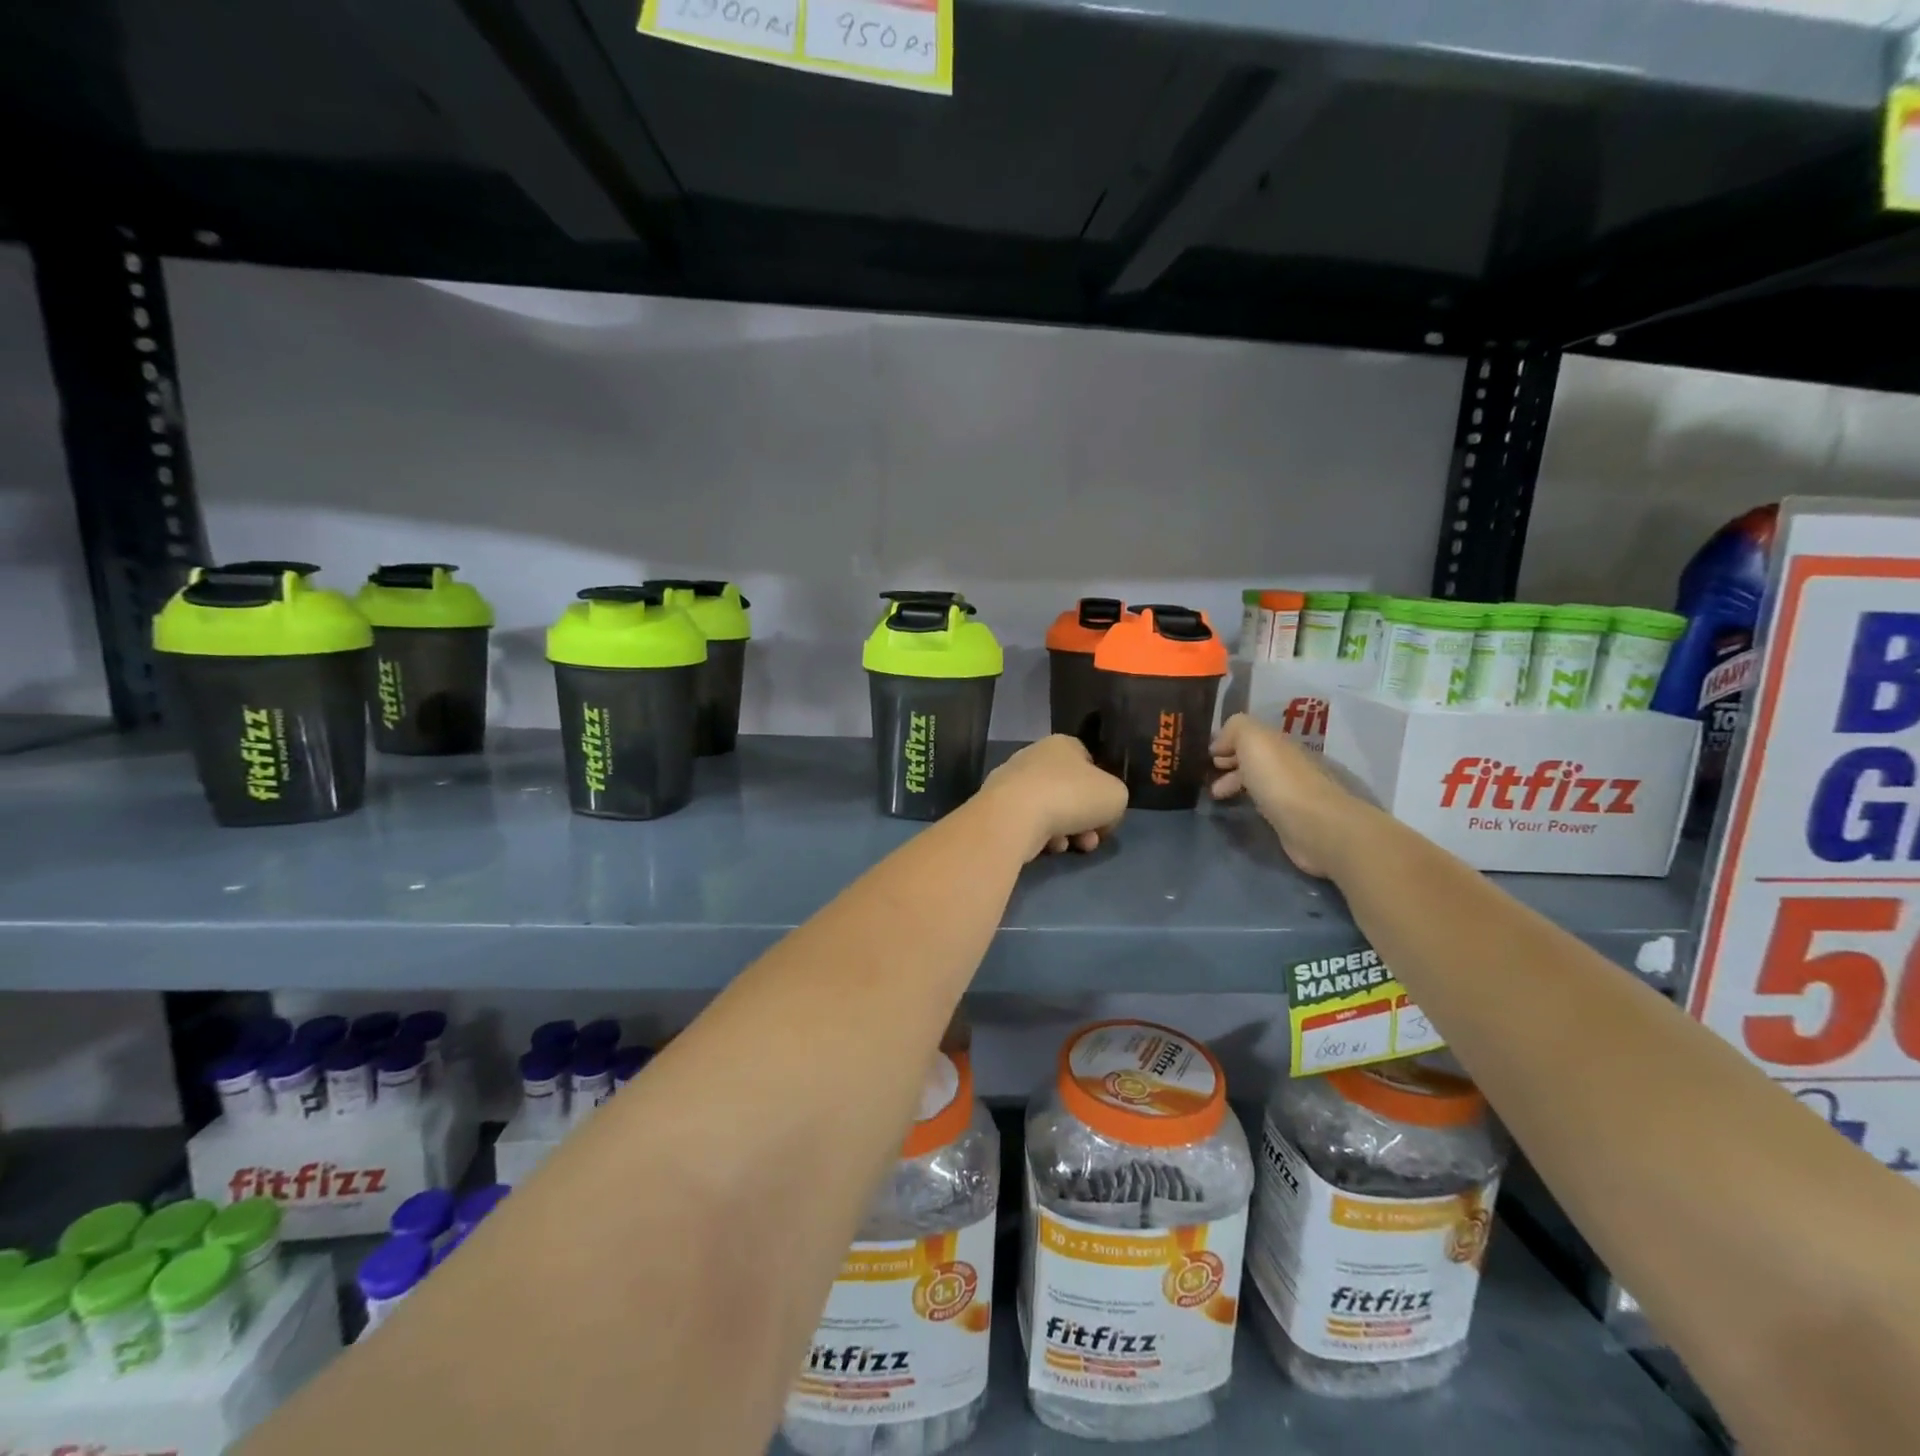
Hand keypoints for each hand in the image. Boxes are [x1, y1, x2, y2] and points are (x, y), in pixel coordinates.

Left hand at [980, 735, 1127, 859]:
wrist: (1015, 816)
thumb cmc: (1071, 796)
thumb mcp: (1116, 795)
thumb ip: (1115, 799)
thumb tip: (1100, 816)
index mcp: (1062, 744)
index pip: (1089, 762)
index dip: (1102, 788)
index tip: (1107, 812)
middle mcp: (1034, 757)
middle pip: (1069, 790)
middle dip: (1086, 819)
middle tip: (1092, 839)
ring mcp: (1011, 782)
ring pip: (1051, 810)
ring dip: (1068, 831)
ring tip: (1074, 846)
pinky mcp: (997, 808)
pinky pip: (1030, 824)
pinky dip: (1043, 837)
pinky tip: (1050, 846)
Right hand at [1209, 714, 1365, 876]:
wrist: (1315, 825)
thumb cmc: (1279, 779)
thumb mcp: (1252, 739)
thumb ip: (1235, 728)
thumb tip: (1220, 744)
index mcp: (1279, 743)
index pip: (1251, 735)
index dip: (1227, 742)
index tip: (1207, 756)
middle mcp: (1287, 763)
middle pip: (1255, 757)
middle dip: (1230, 763)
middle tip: (1208, 776)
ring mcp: (1292, 791)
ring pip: (1258, 780)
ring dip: (1235, 783)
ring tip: (1216, 796)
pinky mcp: (1292, 817)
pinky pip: (1265, 802)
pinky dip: (1248, 800)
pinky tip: (1239, 808)